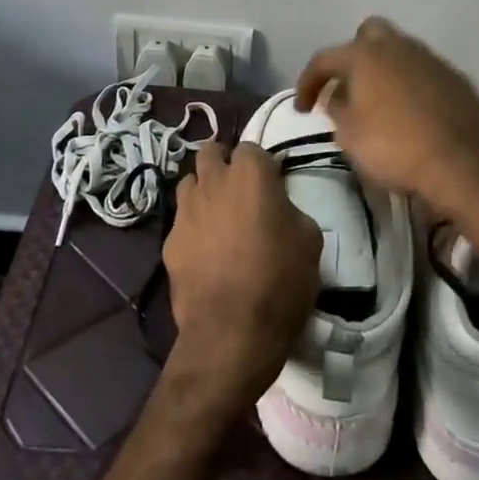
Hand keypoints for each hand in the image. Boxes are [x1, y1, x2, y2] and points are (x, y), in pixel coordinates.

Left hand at [163, 141, 320, 411]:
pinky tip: (204, 250)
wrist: (231, 332)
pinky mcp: (169, 241)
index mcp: (251, 173)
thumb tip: (278, 209)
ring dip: (203, 190)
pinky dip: (191, 227)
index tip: (270, 184)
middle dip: (222, 162)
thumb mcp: (309, 239)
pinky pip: (180, 221)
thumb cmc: (280, 281)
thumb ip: (290, 210)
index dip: (260, 164)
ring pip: (189, 182)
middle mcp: (214, 181)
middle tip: (237, 187)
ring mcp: (186, 210)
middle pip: (209, 152)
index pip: (251, 147)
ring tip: (217, 214)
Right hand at [295, 17, 478, 211]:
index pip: (324, 59)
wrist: (463, 163)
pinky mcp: (455, 78)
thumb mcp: (350, 136)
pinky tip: (412, 112)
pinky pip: (424, 72)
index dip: (308, 82)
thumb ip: (336, 109)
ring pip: (400, 51)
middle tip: (348, 87)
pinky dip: (411, 85)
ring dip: (385, 70)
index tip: (302, 108)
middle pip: (368, 35)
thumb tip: (335, 95)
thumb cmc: (395, 148)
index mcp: (365, 55)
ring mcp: (430, 59)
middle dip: (353, 55)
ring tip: (380, 102)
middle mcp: (397, 46)